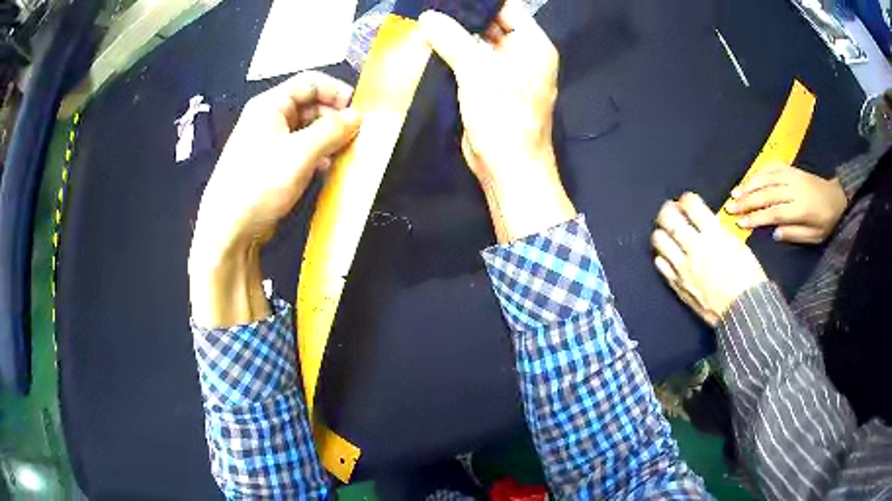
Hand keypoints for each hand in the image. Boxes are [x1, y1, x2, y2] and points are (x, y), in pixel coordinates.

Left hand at [189, 72, 361, 327]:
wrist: (228, 231)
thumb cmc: (260, 184)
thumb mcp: (301, 153)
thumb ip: (332, 130)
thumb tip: (357, 116)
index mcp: (270, 105)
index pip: (310, 82)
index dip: (337, 91)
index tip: (358, 112)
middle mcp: (268, 118)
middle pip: (309, 104)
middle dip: (334, 118)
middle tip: (354, 137)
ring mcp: (267, 142)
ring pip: (306, 129)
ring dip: (327, 139)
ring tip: (343, 155)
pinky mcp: (269, 165)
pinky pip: (299, 150)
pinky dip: (315, 155)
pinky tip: (325, 170)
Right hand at [419, 0, 574, 242]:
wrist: (508, 168)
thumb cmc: (504, 119)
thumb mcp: (479, 73)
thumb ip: (454, 40)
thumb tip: (428, 17)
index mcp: (531, 44)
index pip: (507, 7)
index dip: (479, 1)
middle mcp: (520, 53)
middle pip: (490, 22)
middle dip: (461, 15)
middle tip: (430, 7)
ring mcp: (503, 70)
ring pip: (476, 41)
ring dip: (452, 34)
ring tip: (424, 19)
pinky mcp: (487, 86)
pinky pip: (467, 61)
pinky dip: (450, 53)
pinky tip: (427, 44)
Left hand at [652, 193, 767, 326]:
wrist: (744, 311)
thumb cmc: (748, 278)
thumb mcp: (738, 245)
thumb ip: (718, 233)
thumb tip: (707, 225)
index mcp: (713, 234)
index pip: (690, 204)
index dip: (686, 199)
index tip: (687, 201)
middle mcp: (695, 248)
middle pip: (668, 218)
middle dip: (667, 209)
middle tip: (671, 210)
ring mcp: (683, 268)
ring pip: (659, 240)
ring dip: (662, 231)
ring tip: (669, 232)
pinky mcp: (678, 285)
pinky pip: (661, 265)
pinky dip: (662, 256)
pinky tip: (669, 255)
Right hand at [726, 164, 846, 243]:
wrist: (836, 197)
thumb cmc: (826, 222)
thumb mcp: (815, 237)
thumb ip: (795, 234)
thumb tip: (775, 234)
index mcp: (801, 209)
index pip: (774, 213)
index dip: (756, 218)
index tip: (740, 223)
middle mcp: (794, 189)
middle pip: (767, 194)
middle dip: (747, 200)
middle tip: (730, 206)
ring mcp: (792, 176)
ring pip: (767, 178)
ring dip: (749, 184)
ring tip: (735, 192)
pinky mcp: (791, 169)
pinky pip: (772, 166)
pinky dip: (759, 171)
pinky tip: (750, 177)